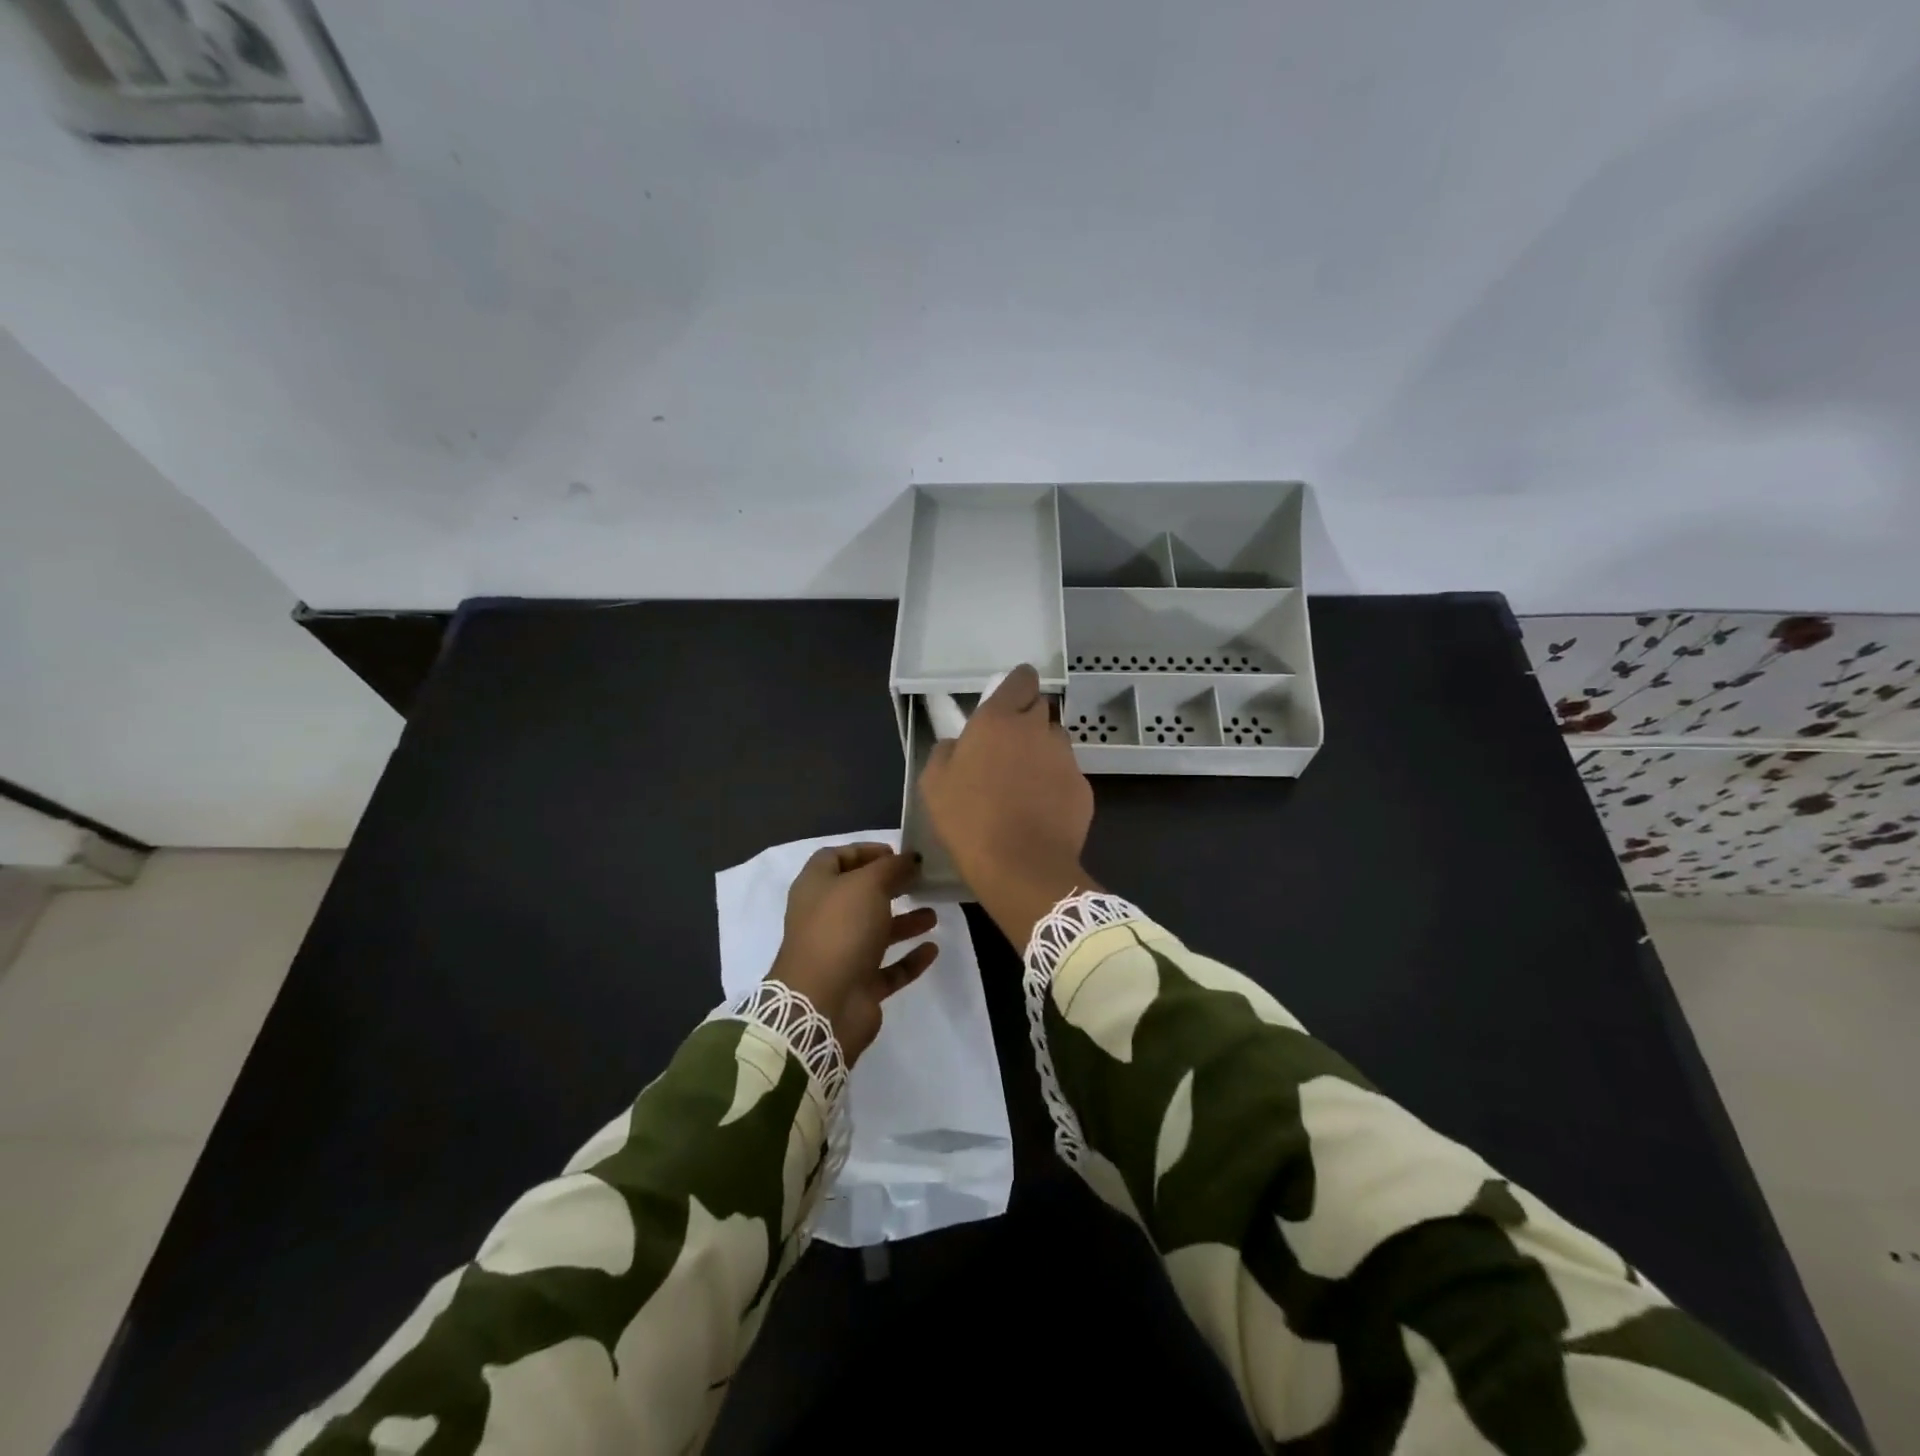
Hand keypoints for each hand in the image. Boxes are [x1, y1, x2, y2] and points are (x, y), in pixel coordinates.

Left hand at [769, 844, 938, 1061]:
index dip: (864, 851)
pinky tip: (933, 949)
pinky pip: (888, 968)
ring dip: (904, 922)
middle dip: (889, 885)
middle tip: (920, 879)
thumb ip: (891, 868)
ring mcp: (841, 954)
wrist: (822, 1005)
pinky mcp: (858, 985)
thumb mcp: (868, 885)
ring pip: (875, 932)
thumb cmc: (840, 930)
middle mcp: (824, 918)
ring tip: (933, 914)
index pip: (834, 858)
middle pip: (858, 895)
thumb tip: (910, 858)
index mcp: (815, 888)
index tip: (896, 852)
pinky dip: (909, 959)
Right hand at [918, 665, 1096, 946]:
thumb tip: (958, 743)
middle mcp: (1038, 730)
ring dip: (1042, 751)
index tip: (1008, 701)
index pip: (1021, 679)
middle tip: (1008, 748)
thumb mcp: (934, 784)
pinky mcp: (1083, 787)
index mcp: (999, 720)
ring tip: (1025, 783)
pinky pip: (1067, 774)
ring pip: (1056, 741)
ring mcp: (1066, 758)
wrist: (1021, 866)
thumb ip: (946, 751)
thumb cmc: (969, 820)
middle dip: (1028, 720)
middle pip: (1040, 708)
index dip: (1017, 686)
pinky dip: (1056, 783)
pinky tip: (1041, 809)